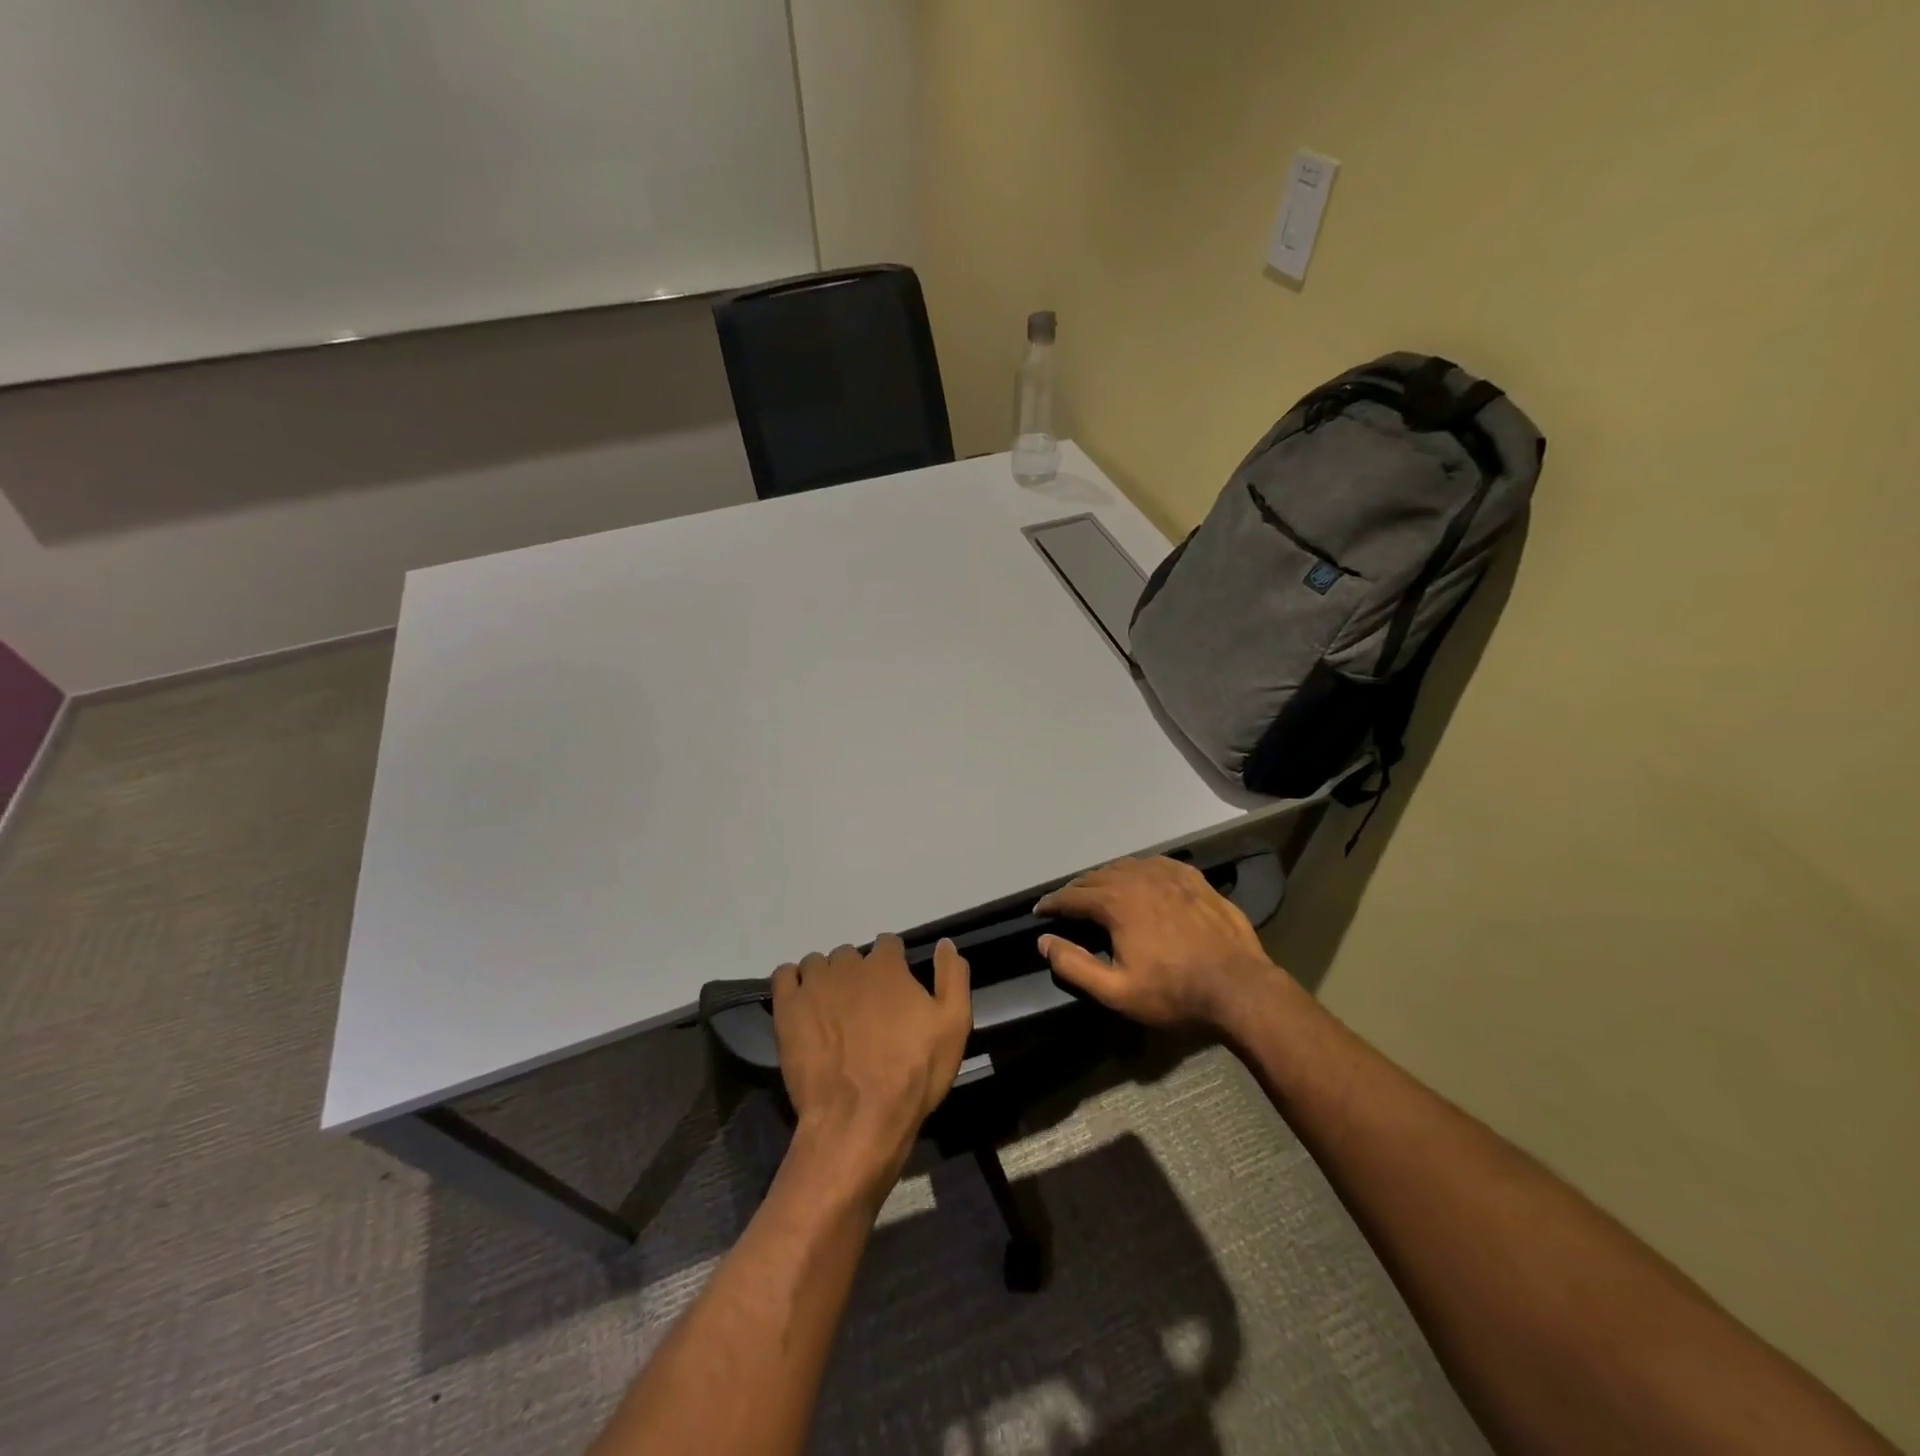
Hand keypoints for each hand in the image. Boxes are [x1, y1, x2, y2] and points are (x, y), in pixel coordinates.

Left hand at [772, 935, 970, 1196]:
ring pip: (818, 963)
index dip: (893, 962)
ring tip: (832, 1010)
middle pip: (852, 955)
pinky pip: (784, 975)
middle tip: (864, 1008)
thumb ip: (952, 977)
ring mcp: (814, 985)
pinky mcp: (787, 1009)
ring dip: (826, 978)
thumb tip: (945, 943)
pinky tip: (803, 1004)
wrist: (860, 1118)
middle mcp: (848, 966)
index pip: (888, 944)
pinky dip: (793, 982)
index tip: (895, 987)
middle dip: (858, 974)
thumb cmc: (913, 1073)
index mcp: (887, 966)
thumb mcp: (954, 1025)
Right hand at [1035, 856, 1280, 1031]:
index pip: (1073, 896)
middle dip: (1077, 889)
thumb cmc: (1174, 992)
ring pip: (1126, 866)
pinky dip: (1139, 870)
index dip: (1053, 904)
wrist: (1239, 987)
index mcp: (1116, 902)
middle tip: (1067, 904)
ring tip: (1100, 891)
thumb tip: (1044, 941)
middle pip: (1097, 876)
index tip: (1040, 911)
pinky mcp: (1193, 878)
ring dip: (1106, 877)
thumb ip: (1074, 965)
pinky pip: (1156, 864)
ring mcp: (1169, 874)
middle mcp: (1138, 878)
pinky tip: (1141, 880)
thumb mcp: (1116, 991)